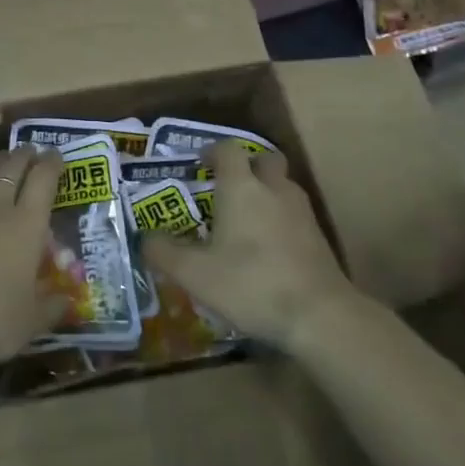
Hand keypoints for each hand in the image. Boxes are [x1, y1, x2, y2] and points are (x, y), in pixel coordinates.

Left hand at [0, 147, 64, 367]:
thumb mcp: (30, 323)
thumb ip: (51, 308)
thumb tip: (67, 302)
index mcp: (27, 226)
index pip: (43, 181)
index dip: (51, 164)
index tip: (56, 155)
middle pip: (11, 168)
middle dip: (23, 156)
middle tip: (30, 150)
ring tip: (0, 156)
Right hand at [142, 141, 352, 351]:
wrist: (319, 315)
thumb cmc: (250, 284)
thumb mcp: (194, 274)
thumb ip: (164, 252)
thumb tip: (145, 238)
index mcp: (241, 187)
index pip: (228, 150)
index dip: (214, 152)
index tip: (201, 164)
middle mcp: (273, 189)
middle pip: (264, 160)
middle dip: (247, 167)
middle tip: (228, 187)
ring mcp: (301, 212)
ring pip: (282, 186)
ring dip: (266, 193)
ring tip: (247, 219)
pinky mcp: (319, 237)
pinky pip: (295, 214)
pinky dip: (281, 220)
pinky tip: (269, 248)